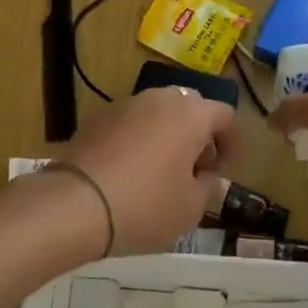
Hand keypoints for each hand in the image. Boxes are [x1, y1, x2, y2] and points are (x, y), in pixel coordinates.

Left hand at [50, 87, 239, 254]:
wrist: (75, 204)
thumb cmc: (145, 206)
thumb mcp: (190, 209)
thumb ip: (208, 188)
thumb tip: (207, 176)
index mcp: (191, 114)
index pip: (225, 115)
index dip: (232, 142)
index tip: (225, 170)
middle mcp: (160, 98)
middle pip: (191, 107)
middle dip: (199, 135)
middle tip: (195, 170)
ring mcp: (126, 103)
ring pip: (159, 112)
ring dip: (168, 135)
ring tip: (162, 172)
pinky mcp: (98, 116)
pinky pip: (131, 122)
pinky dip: (139, 139)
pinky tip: (131, 171)